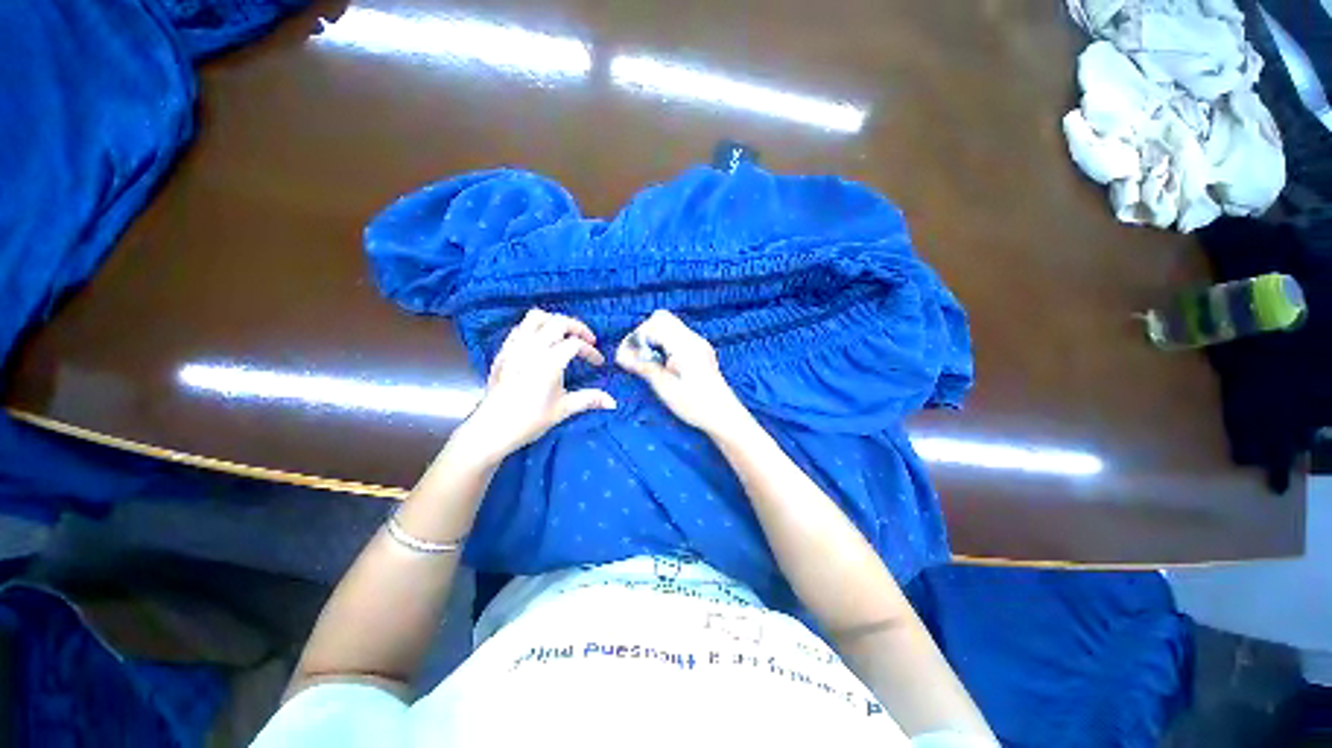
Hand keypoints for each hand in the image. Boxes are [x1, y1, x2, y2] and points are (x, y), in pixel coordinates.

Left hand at [460, 309, 615, 461]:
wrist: (492, 429)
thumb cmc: (530, 420)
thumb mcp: (563, 409)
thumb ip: (589, 399)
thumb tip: (612, 403)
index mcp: (548, 362)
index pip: (575, 344)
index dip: (590, 351)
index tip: (598, 363)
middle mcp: (531, 349)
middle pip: (557, 322)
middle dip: (577, 327)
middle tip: (587, 339)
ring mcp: (514, 348)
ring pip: (535, 318)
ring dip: (554, 322)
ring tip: (564, 335)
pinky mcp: (502, 352)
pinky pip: (519, 329)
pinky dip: (534, 329)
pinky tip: (540, 343)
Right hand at [616, 310, 750, 435]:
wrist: (724, 417)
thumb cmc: (696, 405)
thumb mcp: (666, 388)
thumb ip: (644, 367)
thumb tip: (621, 355)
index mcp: (685, 346)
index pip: (654, 325)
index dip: (636, 337)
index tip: (626, 356)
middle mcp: (693, 339)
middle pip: (662, 318)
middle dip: (644, 334)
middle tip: (636, 356)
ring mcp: (698, 344)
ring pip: (669, 326)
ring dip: (653, 338)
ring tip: (647, 361)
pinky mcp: (700, 351)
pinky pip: (676, 337)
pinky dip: (663, 344)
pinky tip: (661, 364)